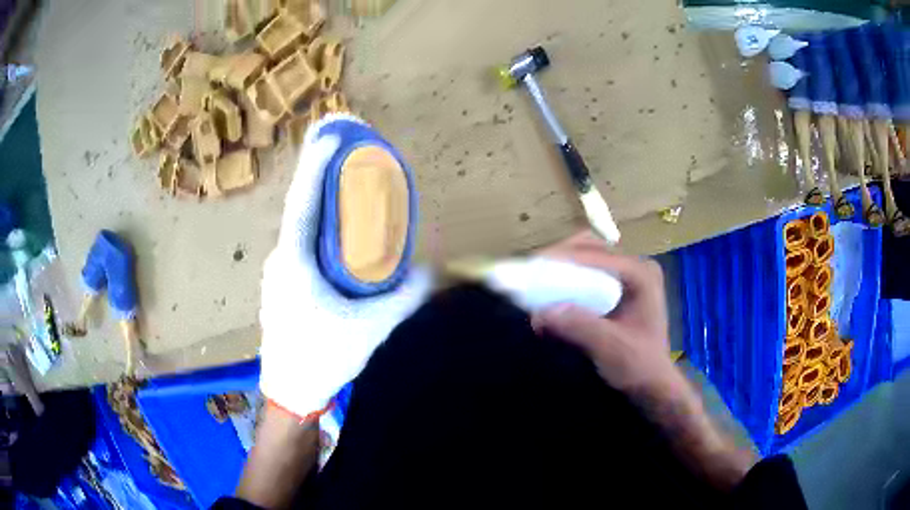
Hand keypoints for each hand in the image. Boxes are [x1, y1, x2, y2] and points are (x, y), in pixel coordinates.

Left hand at [259, 114, 431, 419]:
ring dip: (317, 200)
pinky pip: (299, 244)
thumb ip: (404, 298)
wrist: (290, 390)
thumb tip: (431, 272)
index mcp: (295, 263)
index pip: (304, 202)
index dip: (316, 165)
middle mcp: (281, 260)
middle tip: (339, 144)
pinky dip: (315, 226)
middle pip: (300, 207)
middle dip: (318, 172)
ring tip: (341, 182)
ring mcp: (277, 272)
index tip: (329, 134)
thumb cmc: (324, 357)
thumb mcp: (371, 328)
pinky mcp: (281, 284)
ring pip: (298, 227)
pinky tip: (333, 230)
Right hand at [531, 231, 673, 395]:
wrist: (652, 386)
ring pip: (587, 258)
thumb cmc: (638, 367)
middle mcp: (634, 267)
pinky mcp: (618, 289)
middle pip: (590, 248)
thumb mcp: (610, 349)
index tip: (532, 269)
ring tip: (537, 282)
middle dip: (559, 259)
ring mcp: (627, 277)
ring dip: (561, 268)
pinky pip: (587, 274)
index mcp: (640, 274)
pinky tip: (552, 294)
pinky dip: (567, 280)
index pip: (597, 255)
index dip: (563, 259)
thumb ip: (580, 327)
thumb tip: (539, 313)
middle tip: (532, 275)